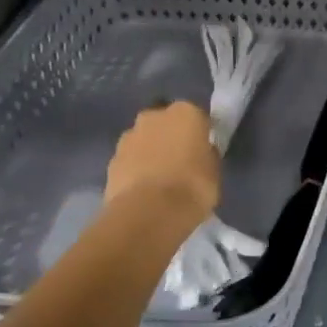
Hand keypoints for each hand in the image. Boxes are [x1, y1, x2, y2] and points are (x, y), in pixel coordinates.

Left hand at [105, 102, 219, 226]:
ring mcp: (129, 136)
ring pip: (144, 139)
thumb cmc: (192, 187)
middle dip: (171, 137)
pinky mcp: (112, 159)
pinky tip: (144, 189)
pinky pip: (130, 160)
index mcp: (185, 113)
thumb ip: (206, 155)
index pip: (197, 117)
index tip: (203, 150)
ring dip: (151, 152)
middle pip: (165, 123)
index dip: (200, 134)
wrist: (149, 212)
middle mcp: (154, 116)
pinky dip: (136, 169)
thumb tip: (201, 153)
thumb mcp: (214, 171)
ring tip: (160, 179)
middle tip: (180, 161)